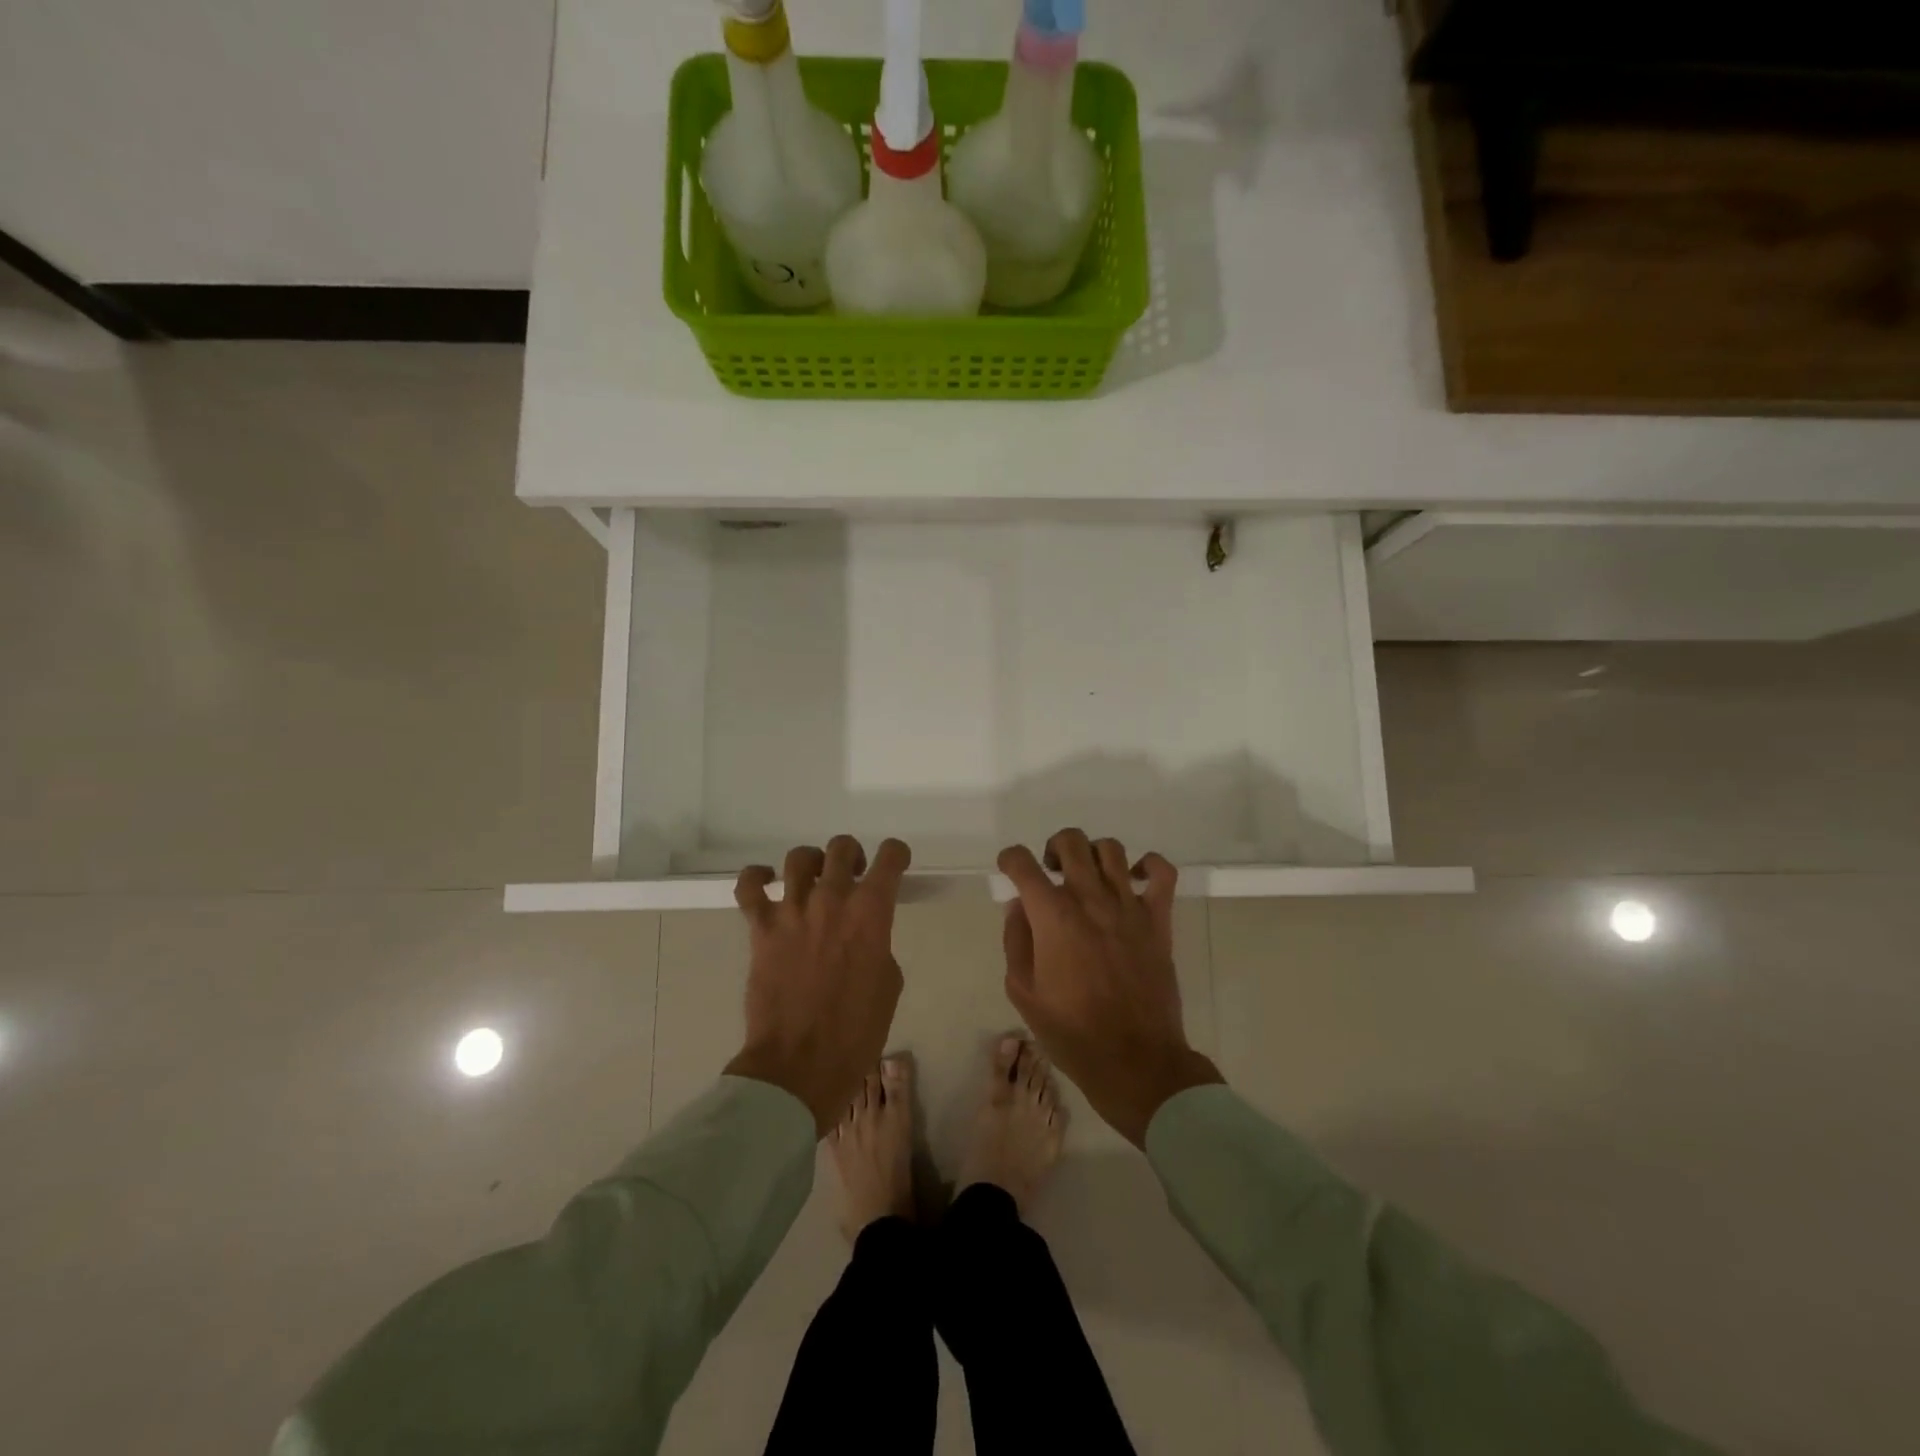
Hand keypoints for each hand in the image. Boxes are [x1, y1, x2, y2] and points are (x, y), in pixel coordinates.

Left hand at [725, 836, 911, 1135]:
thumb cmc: (856, 1032)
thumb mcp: (888, 984)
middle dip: (852, 855)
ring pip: (799, 857)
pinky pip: (749, 886)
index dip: (897, 854)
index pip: (890, 858)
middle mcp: (832, 900)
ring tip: (812, 881)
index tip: (895, 863)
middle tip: (853, 875)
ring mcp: (792, 911)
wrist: (800, 1065)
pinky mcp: (761, 928)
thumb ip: (878, 945)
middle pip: (842, 848)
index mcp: (871, 913)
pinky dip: (757, 877)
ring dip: (811, 863)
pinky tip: (766, 883)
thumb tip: (863, 936)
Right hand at [998, 830, 1223, 1146]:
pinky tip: (1134, 880)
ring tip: (1088, 877)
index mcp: (1052, 917)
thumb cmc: (1072, 1033)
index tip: (1009, 870)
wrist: (1135, 1061)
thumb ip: (1016, 941)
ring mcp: (1128, 906)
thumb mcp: (1024, 993)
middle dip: (1052, 848)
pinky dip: (1148, 865)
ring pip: (1110, 849)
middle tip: (1051, 874)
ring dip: (1093, 854)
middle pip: (1070, 842)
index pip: (1023, 863)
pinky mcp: (1159, 919)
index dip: (1010, 860)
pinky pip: (1162, 872)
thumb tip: (1019, 907)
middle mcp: (1090, 899)